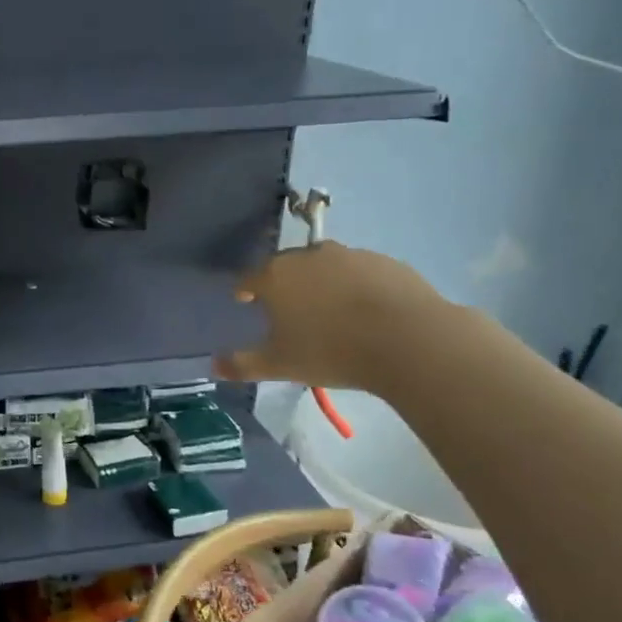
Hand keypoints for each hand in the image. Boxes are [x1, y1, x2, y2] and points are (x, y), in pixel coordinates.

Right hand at [217, 240, 445, 393]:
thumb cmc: (331, 350)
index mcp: (277, 276)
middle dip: (283, 284)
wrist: (408, 339)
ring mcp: (351, 255)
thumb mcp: (280, 365)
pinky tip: (363, 312)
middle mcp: (310, 256)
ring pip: (325, 267)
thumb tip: (213, 366)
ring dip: (320, 283)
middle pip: (286, 267)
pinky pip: (359, 273)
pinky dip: (354, 287)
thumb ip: (243, 364)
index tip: (245, 302)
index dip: (244, 290)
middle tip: (287, 310)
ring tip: (328, 312)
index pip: (249, 277)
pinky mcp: (385, 262)